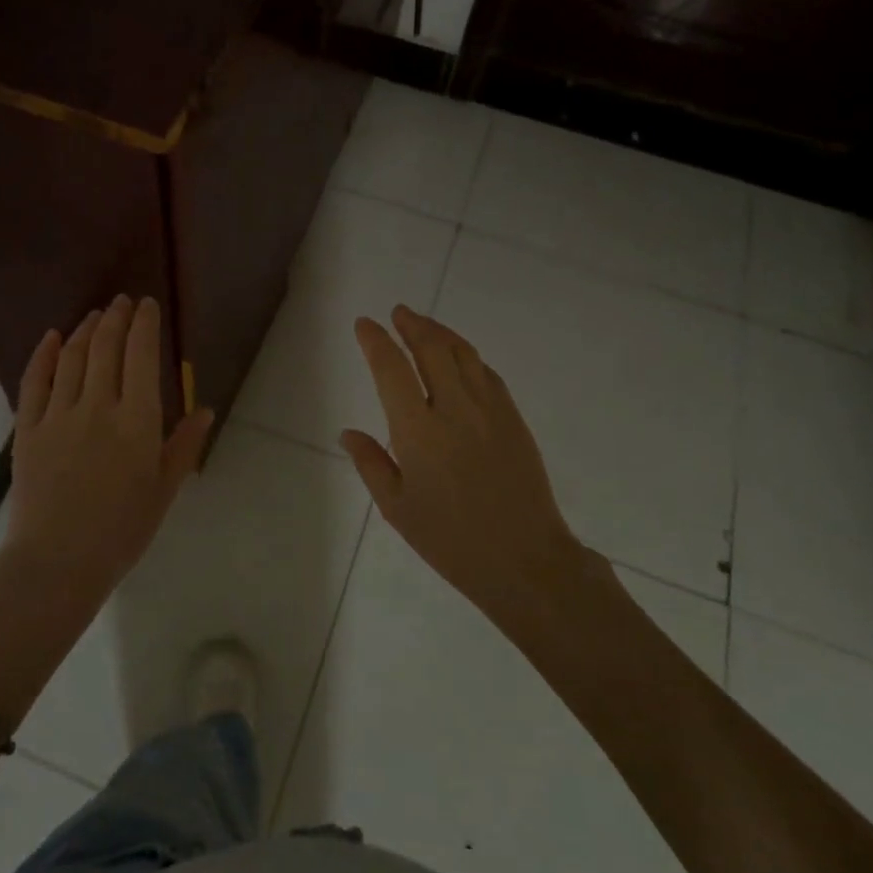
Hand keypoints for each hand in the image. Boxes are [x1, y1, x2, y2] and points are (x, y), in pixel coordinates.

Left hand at [4, 295, 213, 603]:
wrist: (57, 563)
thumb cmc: (121, 531)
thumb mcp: (163, 490)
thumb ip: (184, 446)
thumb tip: (205, 409)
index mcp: (137, 421)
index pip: (141, 356)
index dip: (144, 325)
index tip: (147, 305)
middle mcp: (98, 406)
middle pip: (106, 348)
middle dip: (116, 318)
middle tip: (122, 302)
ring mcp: (58, 415)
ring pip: (73, 358)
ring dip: (86, 330)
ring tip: (95, 315)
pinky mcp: (27, 429)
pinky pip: (34, 382)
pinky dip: (44, 355)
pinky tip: (53, 337)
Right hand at [340, 305, 610, 620]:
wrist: (524, 559)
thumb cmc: (450, 540)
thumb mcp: (397, 508)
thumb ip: (370, 463)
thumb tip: (348, 432)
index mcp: (418, 430)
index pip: (391, 369)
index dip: (376, 341)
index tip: (365, 324)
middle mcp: (454, 408)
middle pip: (432, 348)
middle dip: (412, 325)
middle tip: (398, 313)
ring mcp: (489, 410)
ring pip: (463, 353)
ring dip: (440, 333)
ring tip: (424, 325)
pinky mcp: (513, 418)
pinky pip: (487, 373)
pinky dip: (468, 356)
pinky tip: (460, 358)